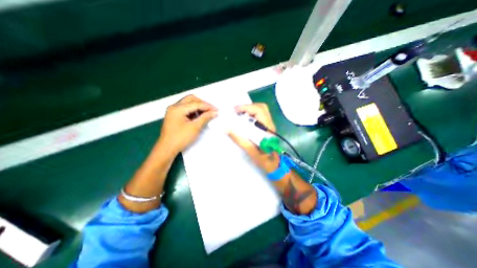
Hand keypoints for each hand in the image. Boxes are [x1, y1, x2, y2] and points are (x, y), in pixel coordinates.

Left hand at [158, 94, 217, 154]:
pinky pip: (186, 109)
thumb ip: (205, 118)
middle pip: (191, 99)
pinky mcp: (174, 116)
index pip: (196, 103)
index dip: (208, 106)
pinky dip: (193, 111)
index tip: (217, 110)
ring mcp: (173, 111)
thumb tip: (215, 112)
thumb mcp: (195, 127)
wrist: (167, 149)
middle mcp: (174, 106)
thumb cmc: (181, 138)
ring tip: (207, 113)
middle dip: (202, 103)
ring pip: (188, 103)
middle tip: (211, 110)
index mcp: (178, 108)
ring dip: (198, 107)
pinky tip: (199, 116)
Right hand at [227, 103, 279, 172]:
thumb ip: (239, 139)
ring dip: (248, 110)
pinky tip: (243, 121)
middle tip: (236, 113)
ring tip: (238, 116)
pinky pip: (258, 116)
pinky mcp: (266, 126)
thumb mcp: (250, 150)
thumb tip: (226, 128)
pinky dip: (249, 115)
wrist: (272, 163)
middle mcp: (270, 124)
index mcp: (267, 128)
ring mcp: (268, 125)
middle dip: (247, 107)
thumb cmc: (263, 159)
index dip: (246, 108)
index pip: (259, 110)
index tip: (234, 111)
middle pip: (261, 107)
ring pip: (260, 110)